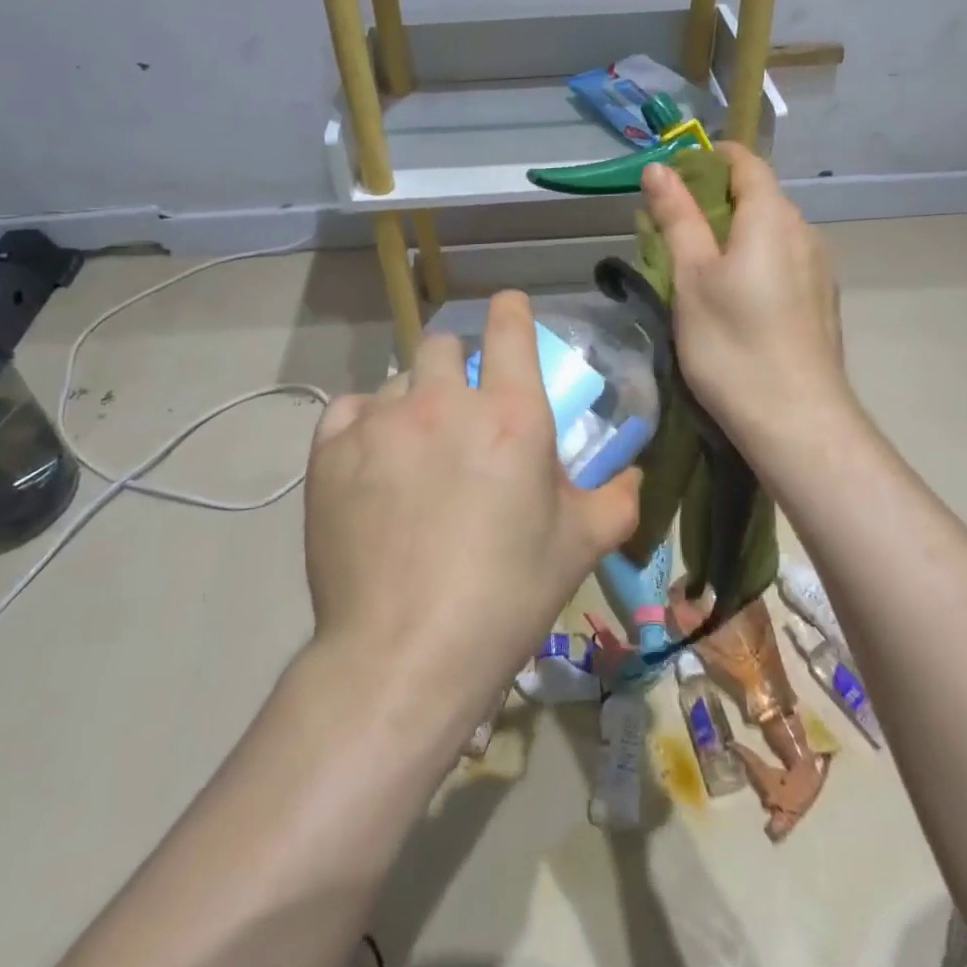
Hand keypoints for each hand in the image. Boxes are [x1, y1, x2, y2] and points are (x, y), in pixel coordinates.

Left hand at [303, 292, 641, 712]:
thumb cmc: (504, 597)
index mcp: (511, 415)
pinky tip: (371, 466)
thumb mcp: (579, 548)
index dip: (510, 311)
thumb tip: (634, 474)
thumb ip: (617, 499)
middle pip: (442, 343)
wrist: (402, 655)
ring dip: (412, 403)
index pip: (509, 327)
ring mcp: (382, 422)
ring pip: (397, 381)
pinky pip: (350, 410)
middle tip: (459, 411)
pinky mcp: (331, 450)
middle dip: (455, 365)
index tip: (508, 311)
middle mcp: (444, 402)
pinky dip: (364, 426)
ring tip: (413, 452)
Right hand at [641, 145, 850, 459]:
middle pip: (758, 197)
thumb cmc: (733, 344)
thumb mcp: (692, 278)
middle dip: (714, 202)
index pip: (745, 161)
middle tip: (670, 231)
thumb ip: (678, 218)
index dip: (708, 159)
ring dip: (733, 236)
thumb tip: (659, 168)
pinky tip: (732, 301)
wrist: (797, 421)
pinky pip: (783, 262)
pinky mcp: (822, 301)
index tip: (671, 179)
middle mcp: (805, 231)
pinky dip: (753, 262)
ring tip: (695, 270)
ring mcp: (819, 268)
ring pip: (770, 233)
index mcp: (773, 216)